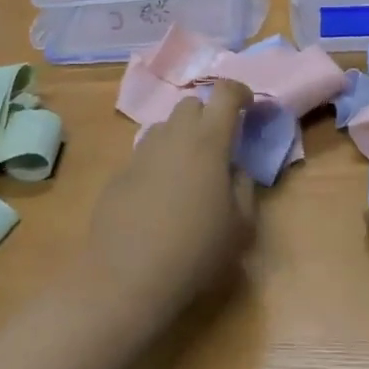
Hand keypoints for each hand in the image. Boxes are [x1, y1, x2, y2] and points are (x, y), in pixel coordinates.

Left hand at [70, 81, 256, 344]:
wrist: (127, 277)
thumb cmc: (195, 251)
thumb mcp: (240, 226)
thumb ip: (244, 188)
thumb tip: (236, 170)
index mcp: (208, 141)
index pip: (225, 93)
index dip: (240, 91)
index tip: (248, 105)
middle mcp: (173, 136)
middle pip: (191, 104)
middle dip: (208, 115)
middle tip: (219, 145)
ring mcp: (141, 153)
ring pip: (165, 128)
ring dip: (182, 138)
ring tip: (189, 173)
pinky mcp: (119, 173)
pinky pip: (145, 155)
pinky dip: (159, 163)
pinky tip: (161, 199)